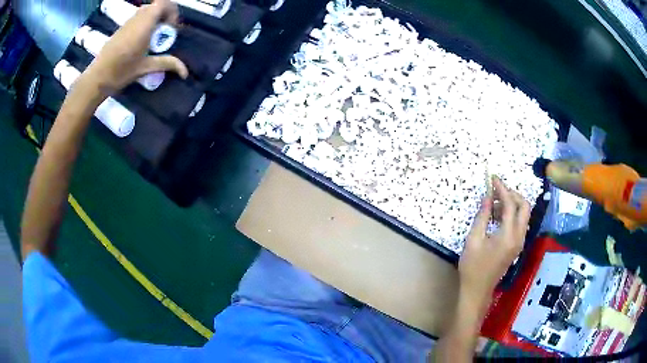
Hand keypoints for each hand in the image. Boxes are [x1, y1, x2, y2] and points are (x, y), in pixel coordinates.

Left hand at [79, 0, 187, 97]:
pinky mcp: (121, 28)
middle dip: (164, 15)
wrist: (96, 78)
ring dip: (154, 19)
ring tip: (152, 37)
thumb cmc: (120, 72)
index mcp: (144, 25)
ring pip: (146, 10)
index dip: (172, 11)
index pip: (163, 3)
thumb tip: (185, 72)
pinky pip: (137, 18)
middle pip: (156, 5)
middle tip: (163, 33)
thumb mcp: (145, 68)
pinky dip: (144, 23)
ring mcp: (127, 22)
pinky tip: (140, 41)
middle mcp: (136, 19)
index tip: (170, 28)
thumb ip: (166, 64)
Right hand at [458, 176, 530, 308]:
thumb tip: (487, 196)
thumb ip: (483, 216)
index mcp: (508, 235)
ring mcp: (520, 242)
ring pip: (523, 214)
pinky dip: (511, 214)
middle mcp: (519, 237)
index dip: (501, 189)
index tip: (492, 178)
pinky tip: (496, 217)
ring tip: (493, 204)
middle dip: (512, 194)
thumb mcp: (473, 239)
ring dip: (511, 204)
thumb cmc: (473, 266)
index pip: (510, 204)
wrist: (477, 290)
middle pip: (524, 206)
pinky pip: (519, 223)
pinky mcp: (517, 246)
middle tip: (496, 191)